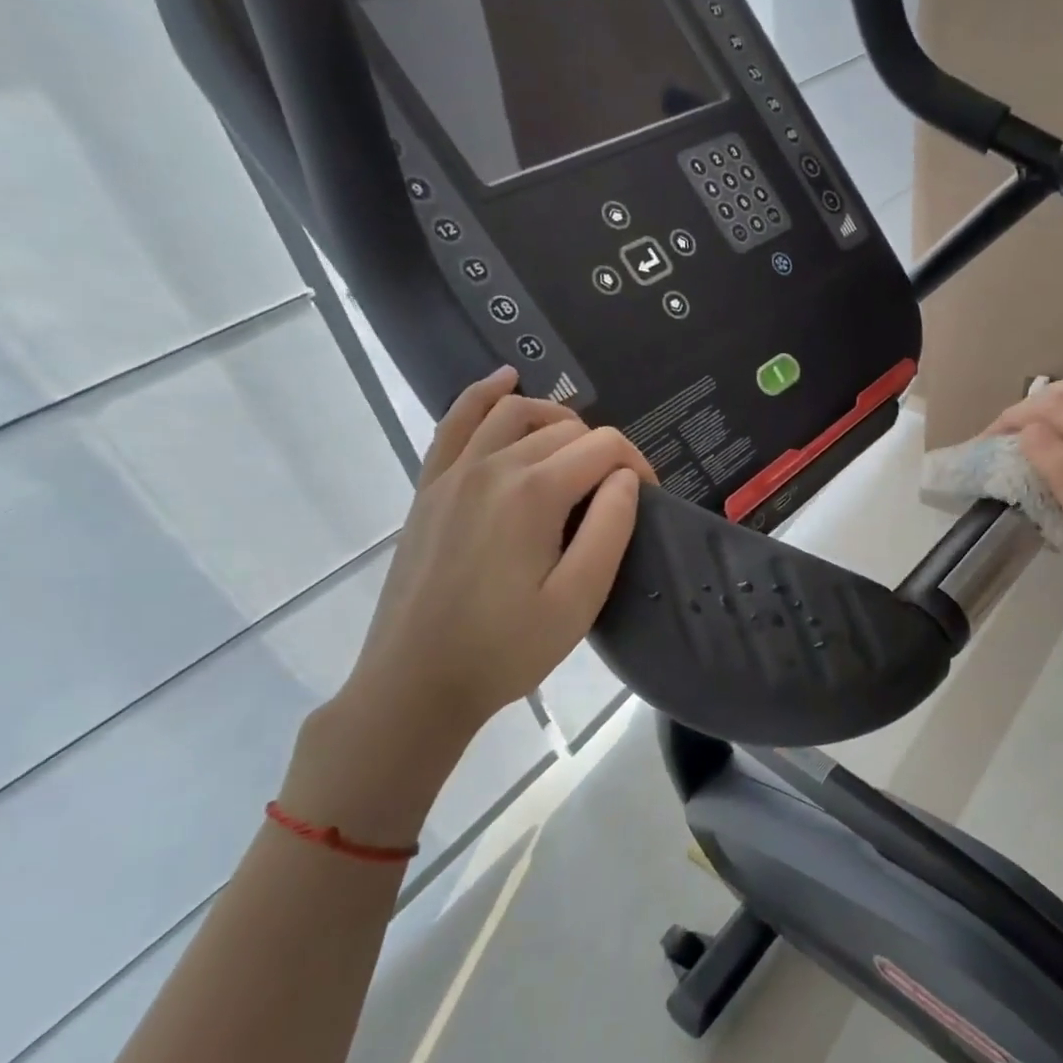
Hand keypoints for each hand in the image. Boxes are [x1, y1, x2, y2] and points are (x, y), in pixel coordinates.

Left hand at [281, 367, 652, 841]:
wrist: (416, 682)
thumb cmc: (506, 648)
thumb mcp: (579, 599)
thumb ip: (610, 528)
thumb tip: (625, 478)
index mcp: (534, 493)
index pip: (604, 446)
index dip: (638, 466)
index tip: (647, 502)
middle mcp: (492, 466)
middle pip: (565, 429)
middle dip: (603, 451)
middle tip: (616, 499)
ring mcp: (453, 473)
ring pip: (514, 412)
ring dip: (556, 419)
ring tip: (579, 449)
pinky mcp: (430, 488)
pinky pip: (456, 421)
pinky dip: (484, 394)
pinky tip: (506, 380)